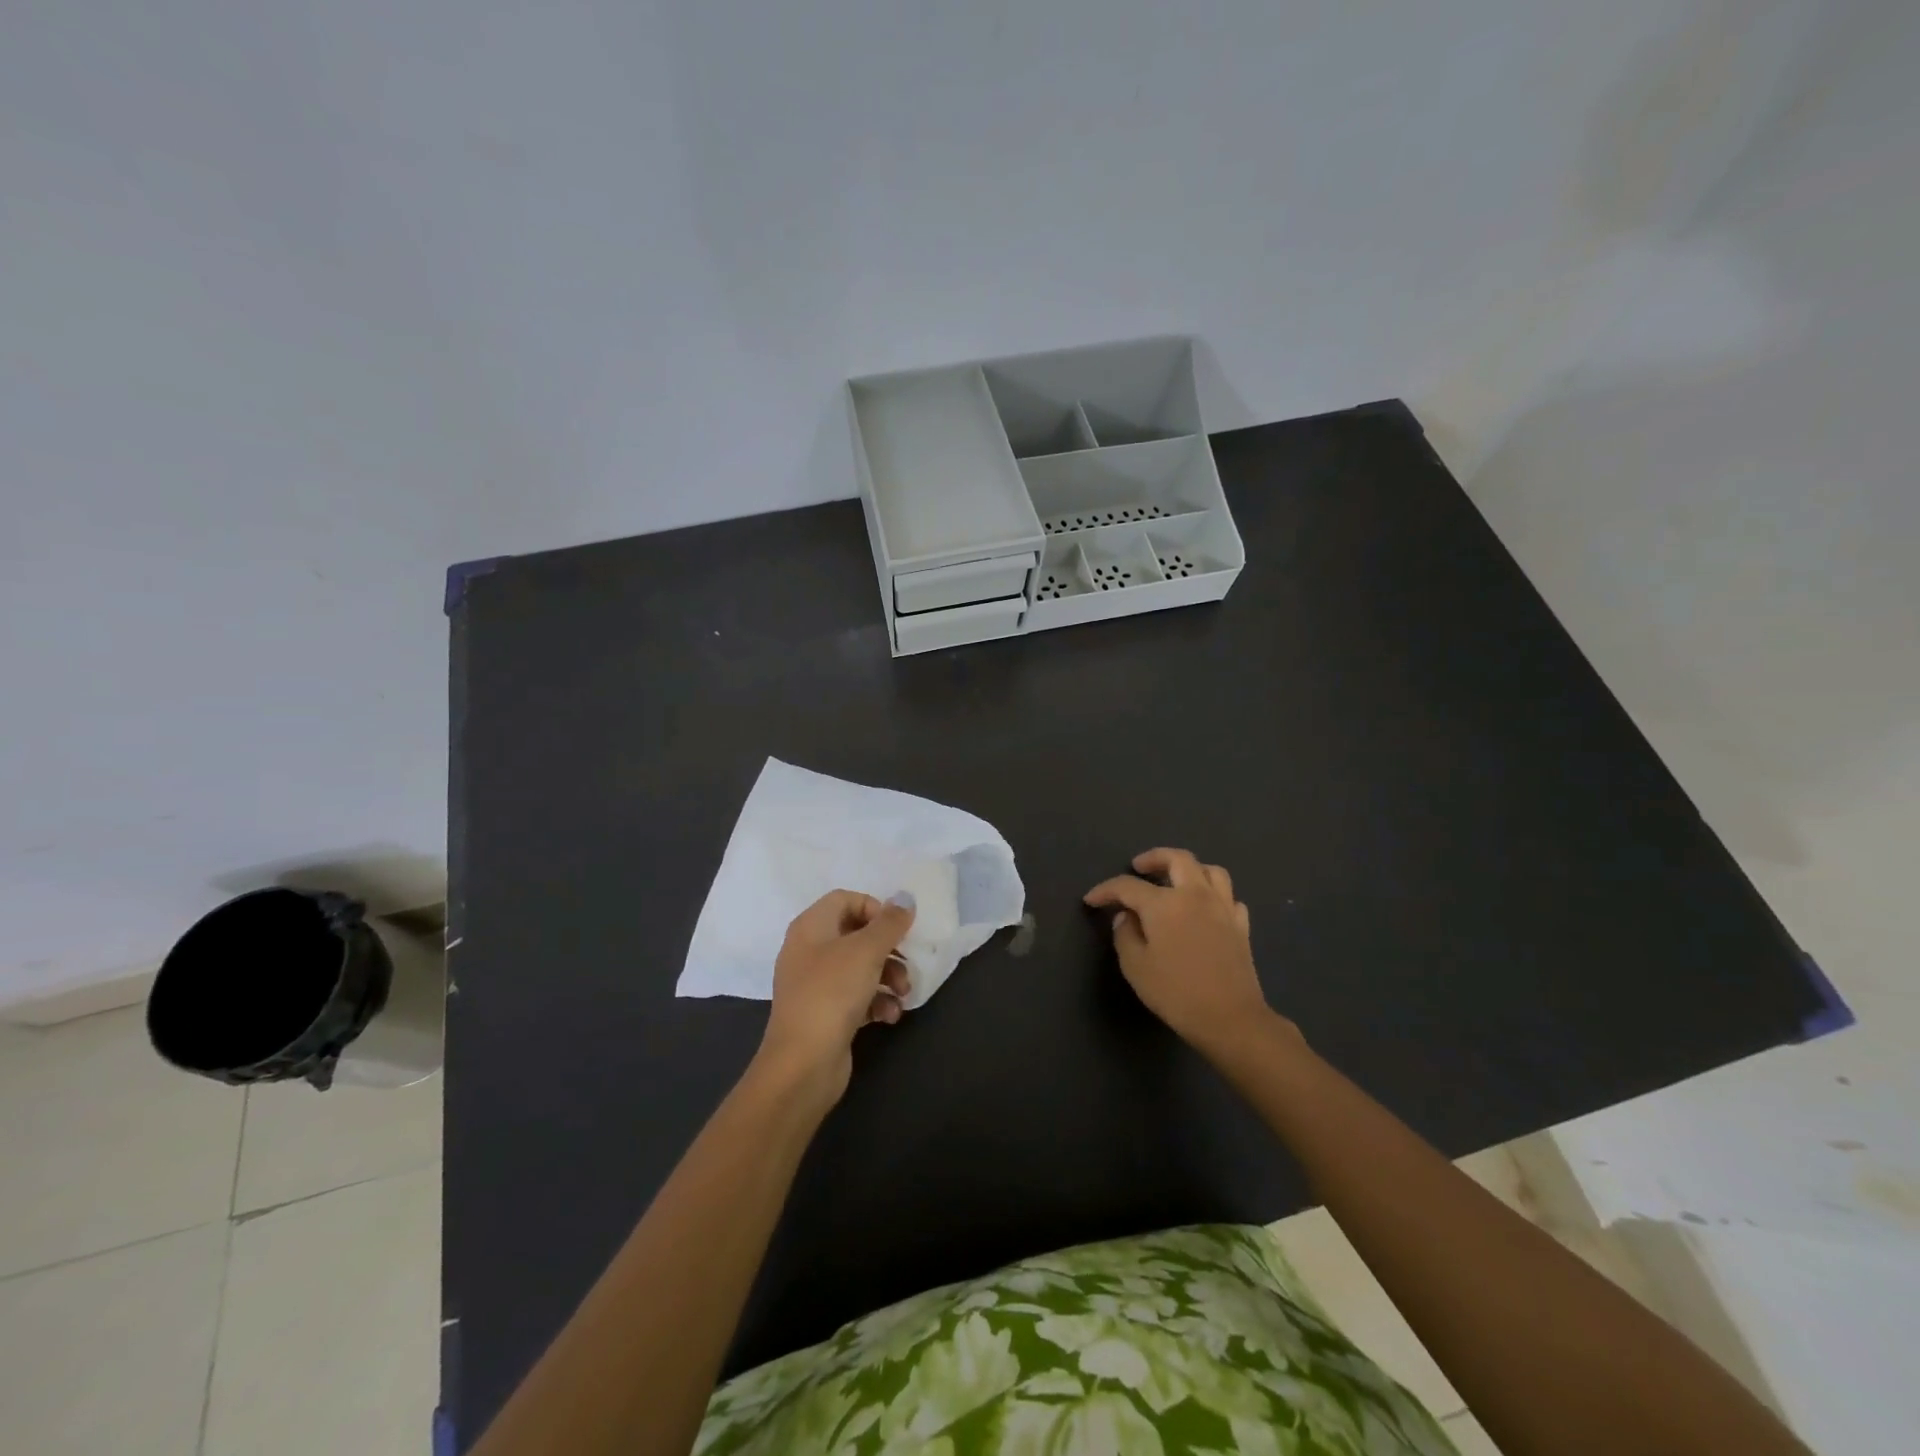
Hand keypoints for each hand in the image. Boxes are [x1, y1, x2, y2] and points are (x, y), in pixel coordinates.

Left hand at [756, 890, 913, 1101]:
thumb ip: (889, 923)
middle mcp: (809, 951)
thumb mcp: (866, 951)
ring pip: (860, 968)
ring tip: (903, 994)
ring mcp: (815, 984)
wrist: (803, 1064)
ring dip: (888, 977)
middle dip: (888, 949)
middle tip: (907, 961)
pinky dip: (876, 1002)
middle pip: (856, 935)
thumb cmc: (831, 994)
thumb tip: (905, 899)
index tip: (896, 928)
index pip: (845, 900)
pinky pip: (856, 997)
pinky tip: (890, 1016)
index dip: (874, 908)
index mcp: (811, 927)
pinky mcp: (825, 1014)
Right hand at [1084, 848, 1282, 1055]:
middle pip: (1177, 859)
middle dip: (1154, 858)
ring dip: (1190, 869)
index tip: (1092, 900)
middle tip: (1139, 866)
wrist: (1230, 1018)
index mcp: (1164, 904)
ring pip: (1210, 871)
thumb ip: (1125, 935)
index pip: (1128, 886)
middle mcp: (1195, 895)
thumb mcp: (1136, 967)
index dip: (1106, 890)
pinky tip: (1206, 909)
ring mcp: (1223, 908)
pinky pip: (1229, 898)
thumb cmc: (1176, 993)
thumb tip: (1126, 917)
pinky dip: (1215, 896)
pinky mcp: (1241, 926)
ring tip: (1176, 881)